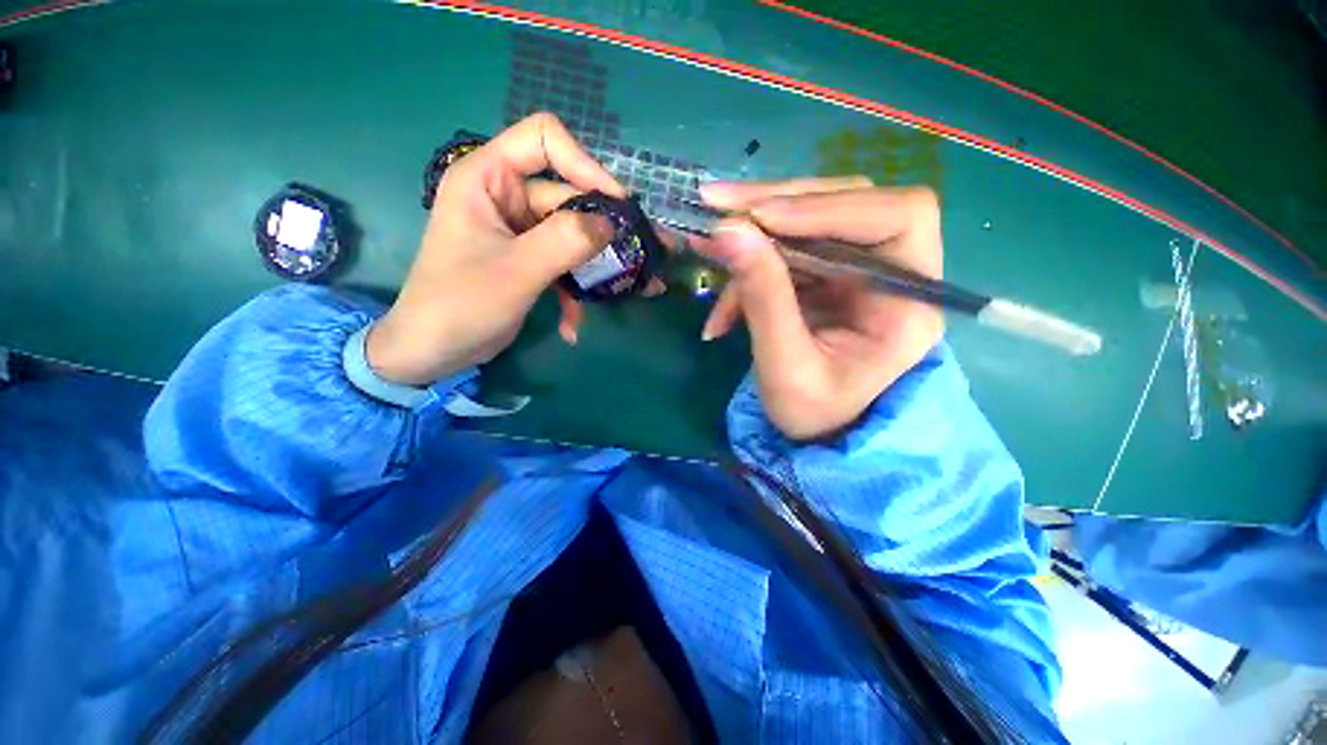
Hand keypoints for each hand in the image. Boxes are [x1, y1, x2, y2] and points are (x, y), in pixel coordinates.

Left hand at [367, 113, 625, 385]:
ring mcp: (520, 232)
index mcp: (488, 178)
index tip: (618, 205)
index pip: (544, 139)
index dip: (585, 165)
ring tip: (638, 289)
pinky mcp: (529, 261)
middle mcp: (506, 197)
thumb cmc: (460, 304)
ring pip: (574, 236)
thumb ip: (565, 242)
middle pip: (570, 197)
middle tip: (647, 254)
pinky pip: (564, 265)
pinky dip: (573, 294)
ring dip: (598, 268)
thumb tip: (611, 223)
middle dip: (607, 231)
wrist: (433, 351)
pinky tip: (572, 325)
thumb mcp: (516, 271)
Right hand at [693, 178, 944, 440]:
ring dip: (752, 229)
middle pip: (846, 204)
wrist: (814, 429)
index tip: (758, 218)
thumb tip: (727, 231)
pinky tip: (721, 305)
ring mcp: (857, 268)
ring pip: (809, 220)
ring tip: (703, 242)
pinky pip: (786, 249)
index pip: (897, 217)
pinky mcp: (827, 273)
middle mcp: (893, 272)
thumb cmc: (812, 412)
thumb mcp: (784, 366)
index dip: (828, 208)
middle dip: (775, 204)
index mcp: (909, 303)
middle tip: (714, 204)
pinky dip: (747, 266)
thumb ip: (762, 299)